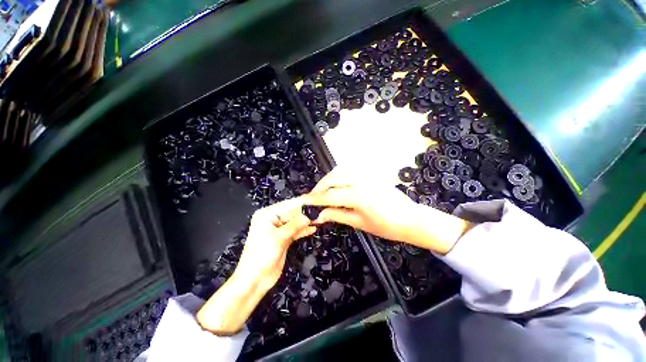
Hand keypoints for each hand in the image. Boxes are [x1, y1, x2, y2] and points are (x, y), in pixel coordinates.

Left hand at [197, 197, 315, 334]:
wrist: (254, 280)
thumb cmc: (262, 255)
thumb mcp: (279, 238)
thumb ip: (295, 225)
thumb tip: (309, 215)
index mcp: (267, 214)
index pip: (288, 205)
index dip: (302, 204)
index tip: (317, 202)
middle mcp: (272, 219)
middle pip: (292, 213)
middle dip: (305, 213)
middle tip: (320, 212)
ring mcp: (278, 229)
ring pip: (295, 222)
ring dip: (306, 222)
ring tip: (319, 219)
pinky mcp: (283, 238)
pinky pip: (295, 231)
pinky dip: (303, 230)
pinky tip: (313, 228)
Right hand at [304, 167, 471, 253]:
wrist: (410, 219)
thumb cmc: (386, 226)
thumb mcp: (359, 223)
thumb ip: (337, 215)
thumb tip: (319, 214)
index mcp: (357, 196)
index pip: (329, 196)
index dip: (315, 199)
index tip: (304, 202)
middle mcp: (359, 181)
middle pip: (332, 179)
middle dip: (319, 188)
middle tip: (312, 197)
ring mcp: (366, 174)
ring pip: (340, 171)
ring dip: (328, 179)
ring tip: (323, 190)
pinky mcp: (370, 173)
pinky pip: (350, 170)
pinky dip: (339, 174)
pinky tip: (337, 182)